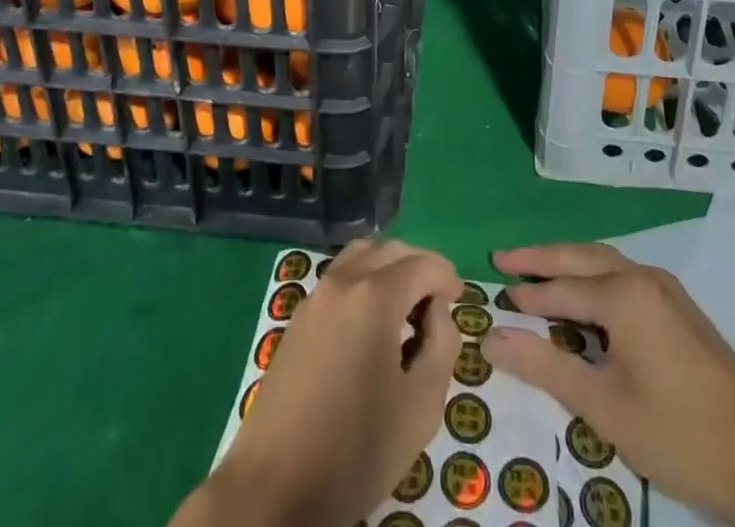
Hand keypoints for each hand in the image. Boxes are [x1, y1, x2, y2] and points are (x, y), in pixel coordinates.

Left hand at [174, 237, 461, 526]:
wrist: (276, 486)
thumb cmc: (357, 448)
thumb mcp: (421, 405)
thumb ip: (442, 345)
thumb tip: (436, 310)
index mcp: (375, 296)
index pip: (422, 263)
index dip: (446, 275)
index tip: (458, 298)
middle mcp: (343, 281)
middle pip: (390, 249)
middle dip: (419, 265)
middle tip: (437, 300)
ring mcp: (316, 296)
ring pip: (361, 255)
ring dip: (389, 267)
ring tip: (405, 307)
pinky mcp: (298, 317)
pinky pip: (340, 277)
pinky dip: (364, 280)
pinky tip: (372, 323)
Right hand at [484, 243, 734, 526]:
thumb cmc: (681, 435)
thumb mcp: (605, 408)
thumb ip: (546, 368)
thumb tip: (491, 338)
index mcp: (625, 294)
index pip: (561, 288)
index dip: (527, 294)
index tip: (493, 294)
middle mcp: (644, 278)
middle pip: (581, 257)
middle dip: (541, 258)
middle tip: (503, 258)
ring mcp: (668, 291)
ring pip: (606, 262)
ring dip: (570, 263)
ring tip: (538, 272)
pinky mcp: (683, 310)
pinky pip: (626, 276)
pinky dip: (596, 277)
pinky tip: (588, 298)